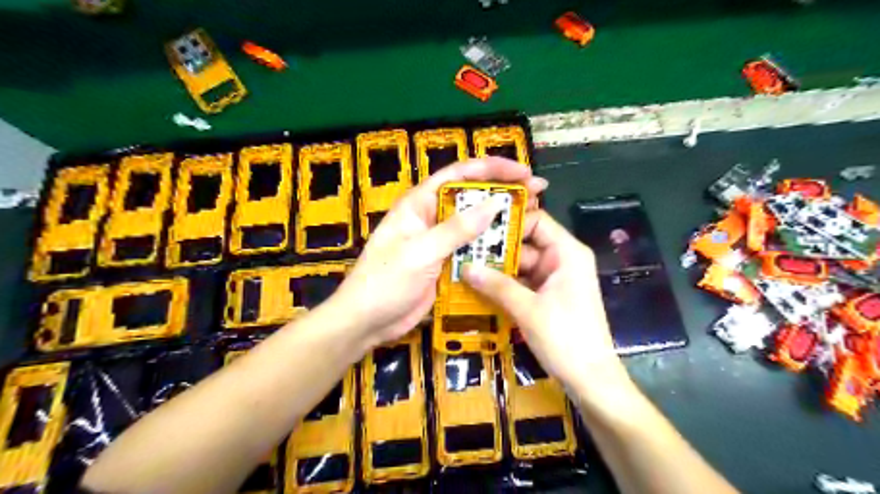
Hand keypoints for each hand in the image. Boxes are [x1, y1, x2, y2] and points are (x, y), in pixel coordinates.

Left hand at [330, 156, 547, 348]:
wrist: (367, 321)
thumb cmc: (385, 282)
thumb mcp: (419, 253)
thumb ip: (455, 229)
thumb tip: (493, 203)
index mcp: (419, 204)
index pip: (458, 175)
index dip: (492, 169)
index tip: (522, 172)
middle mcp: (432, 217)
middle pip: (471, 198)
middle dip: (503, 193)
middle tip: (537, 194)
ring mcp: (439, 241)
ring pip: (475, 225)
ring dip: (501, 222)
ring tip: (533, 220)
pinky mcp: (445, 263)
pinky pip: (472, 250)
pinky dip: (492, 248)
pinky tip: (514, 249)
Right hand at [463, 210, 636, 408]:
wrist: (590, 379)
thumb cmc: (566, 338)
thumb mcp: (528, 309)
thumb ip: (496, 285)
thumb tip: (464, 266)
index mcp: (566, 253)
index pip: (536, 221)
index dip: (509, 222)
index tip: (478, 226)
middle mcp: (561, 260)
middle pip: (525, 244)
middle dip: (495, 249)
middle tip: (461, 249)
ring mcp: (554, 280)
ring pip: (520, 265)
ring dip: (495, 269)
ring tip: (462, 267)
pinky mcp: (547, 297)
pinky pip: (521, 283)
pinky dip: (503, 286)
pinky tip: (477, 287)